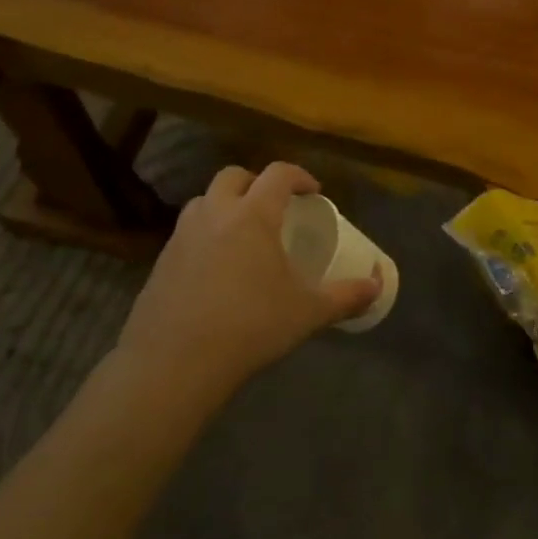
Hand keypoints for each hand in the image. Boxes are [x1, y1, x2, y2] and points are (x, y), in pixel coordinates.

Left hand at [114, 163, 379, 398]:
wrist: (173, 364)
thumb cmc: (249, 327)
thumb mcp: (307, 312)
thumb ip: (346, 296)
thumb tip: (378, 286)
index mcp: (252, 215)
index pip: (278, 174)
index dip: (299, 176)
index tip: (313, 192)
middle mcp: (214, 214)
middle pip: (233, 176)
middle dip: (256, 182)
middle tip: (273, 206)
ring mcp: (181, 237)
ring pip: (203, 201)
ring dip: (225, 205)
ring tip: (242, 233)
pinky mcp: (159, 262)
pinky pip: (185, 233)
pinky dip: (204, 236)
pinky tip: (215, 269)